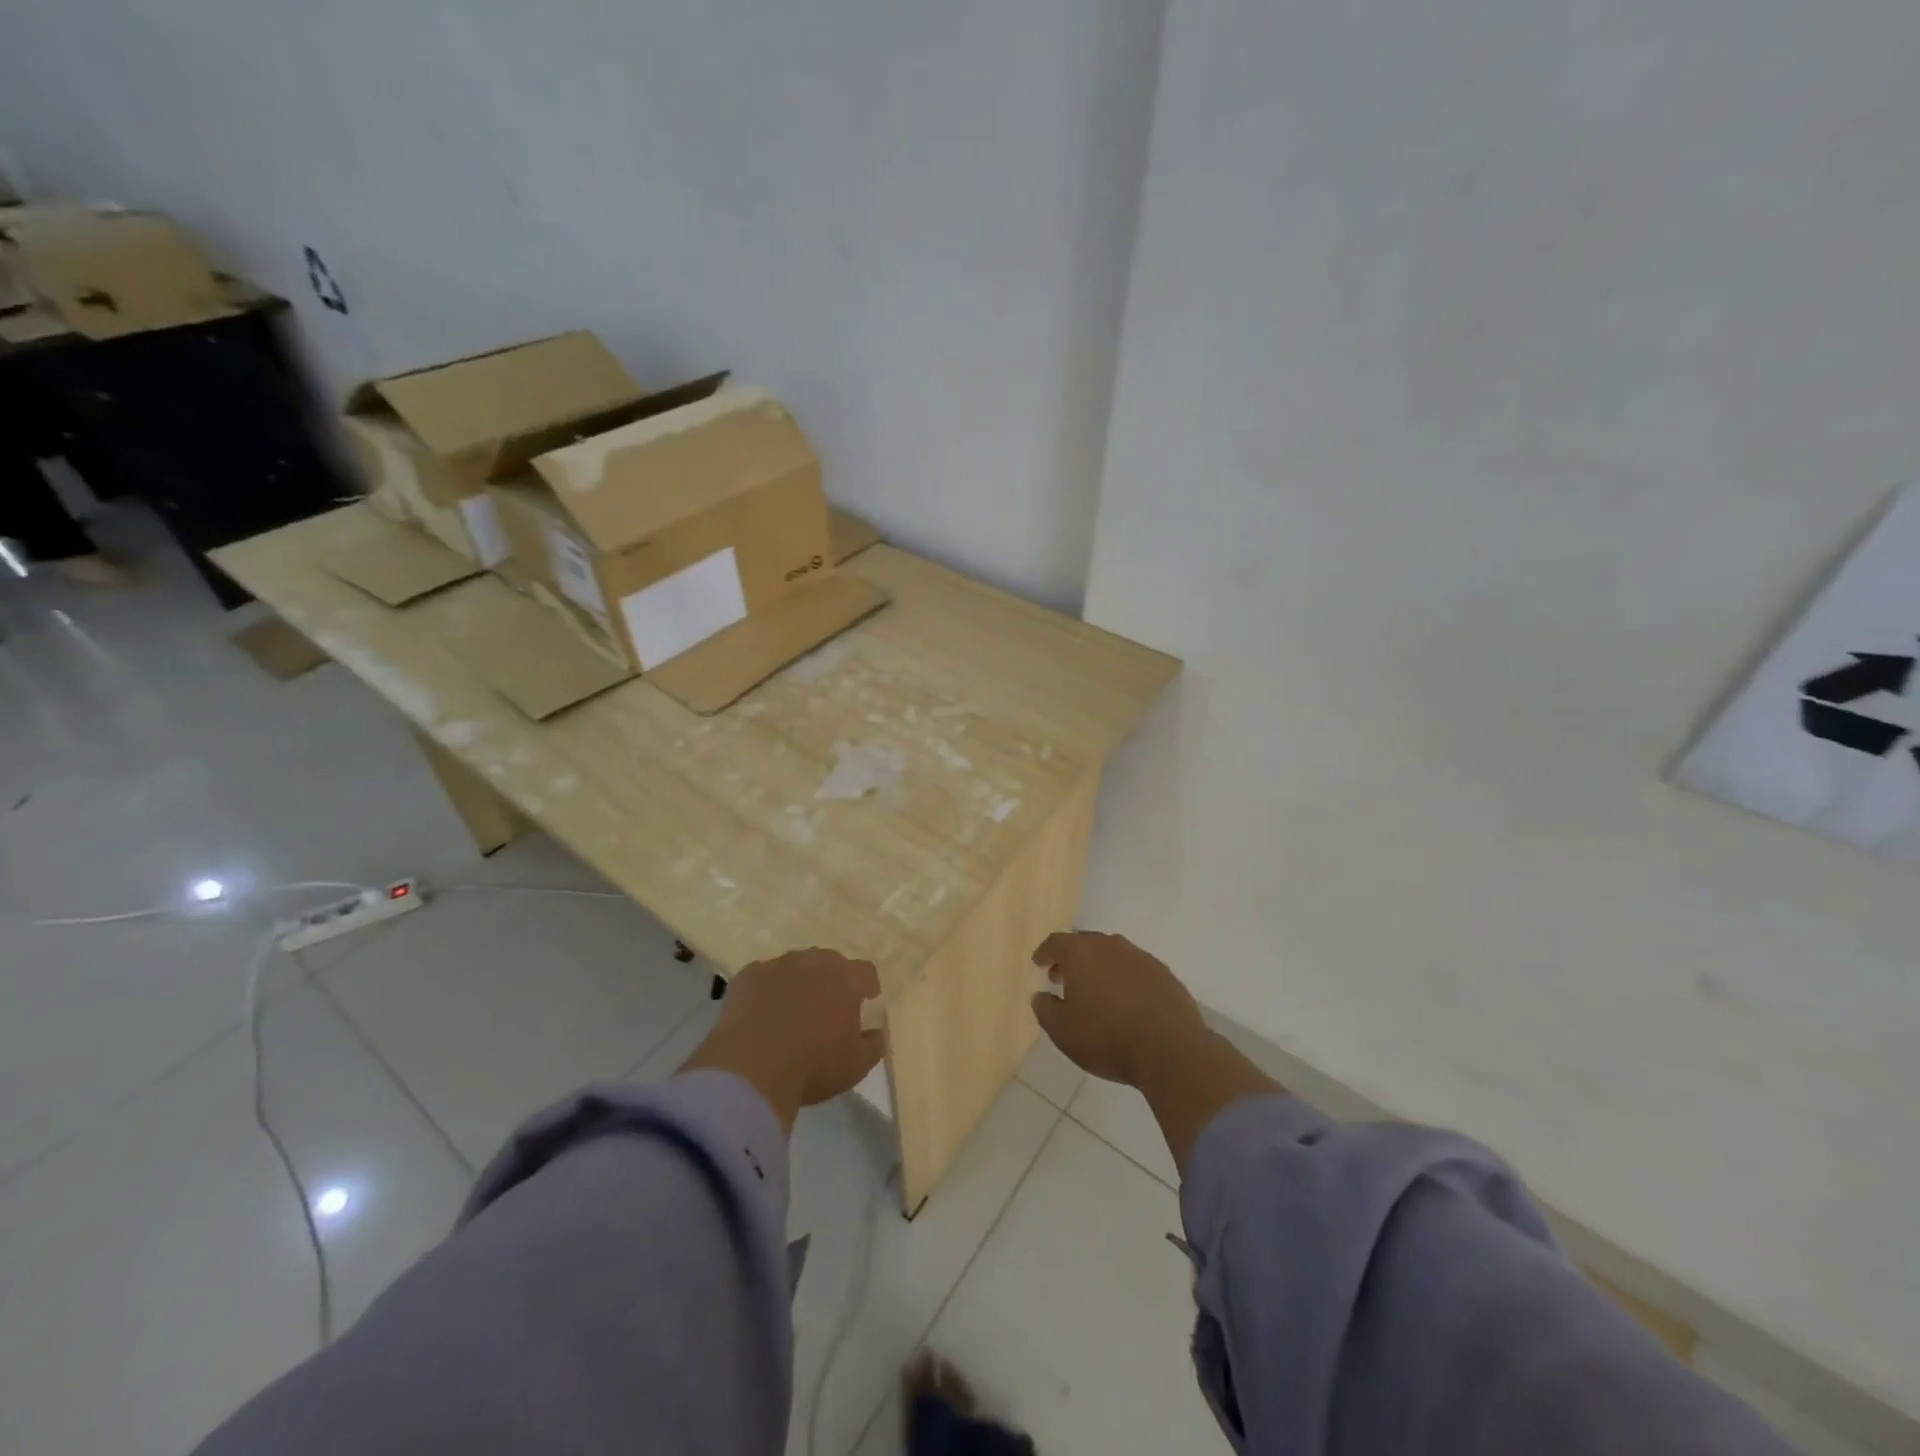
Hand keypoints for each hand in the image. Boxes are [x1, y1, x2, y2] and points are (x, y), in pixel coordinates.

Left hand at [680, 948, 883, 1131]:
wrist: (751, 1070)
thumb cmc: (812, 1067)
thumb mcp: (856, 1066)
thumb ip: (874, 1044)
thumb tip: (876, 1032)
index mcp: (846, 979)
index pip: (865, 971)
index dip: (866, 986)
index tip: (865, 1002)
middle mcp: (814, 962)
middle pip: (830, 962)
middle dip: (832, 980)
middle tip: (826, 1008)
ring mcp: (778, 965)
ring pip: (796, 966)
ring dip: (799, 982)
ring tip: (791, 1011)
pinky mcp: (748, 975)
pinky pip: (764, 977)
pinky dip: (767, 990)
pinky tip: (761, 1014)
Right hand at [1030, 931, 1208, 1088]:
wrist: (1171, 1050)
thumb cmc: (1107, 1038)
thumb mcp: (1062, 1031)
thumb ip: (1045, 1009)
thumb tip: (1040, 995)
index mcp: (1081, 953)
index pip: (1056, 942)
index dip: (1045, 952)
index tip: (1039, 962)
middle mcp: (1111, 945)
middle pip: (1085, 943)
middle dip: (1072, 958)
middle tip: (1063, 977)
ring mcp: (1141, 957)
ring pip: (1112, 953)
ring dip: (1099, 966)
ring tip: (1095, 990)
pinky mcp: (1164, 973)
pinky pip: (1135, 968)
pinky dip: (1124, 978)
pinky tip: (1125, 1000)